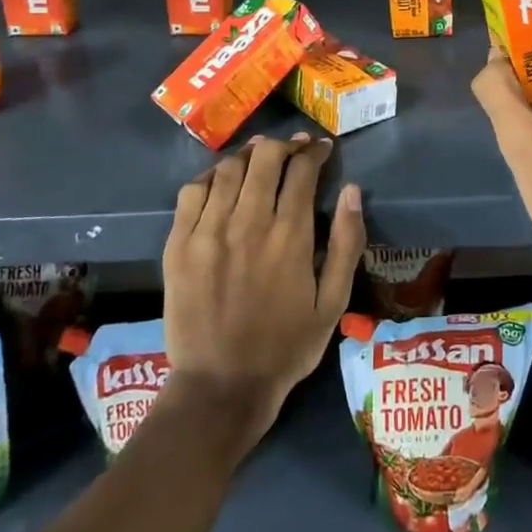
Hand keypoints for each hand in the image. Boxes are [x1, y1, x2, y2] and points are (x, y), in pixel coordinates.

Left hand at [162, 134, 365, 446]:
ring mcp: (208, 231)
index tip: (322, 149)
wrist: (221, 385)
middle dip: (284, 146)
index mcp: (290, 236)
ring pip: (228, 169)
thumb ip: (348, 244)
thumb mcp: (333, 302)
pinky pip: (192, 192)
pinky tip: (221, 180)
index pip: (302, 171)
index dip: (314, 152)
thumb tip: (352, 191)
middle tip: (294, 149)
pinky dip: (210, 176)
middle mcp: (249, 223)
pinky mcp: (179, 244)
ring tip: (260, 157)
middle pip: (265, 159)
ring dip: (249, 155)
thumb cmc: (286, 346)